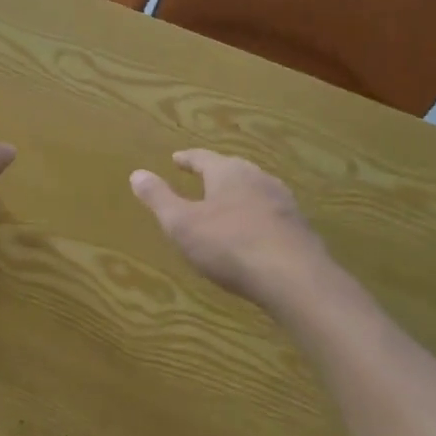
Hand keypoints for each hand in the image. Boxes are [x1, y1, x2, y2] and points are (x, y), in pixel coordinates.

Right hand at [130, 150, 330, 300]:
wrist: (294, 278)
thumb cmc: (228, 245)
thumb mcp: (181, 223)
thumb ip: (158, 198)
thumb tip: (136, 173)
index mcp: (228, 173)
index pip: (203, 158)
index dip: (187, 159)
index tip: (176, 158)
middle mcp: (258, 178)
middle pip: (233, 169)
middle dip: (216, 172)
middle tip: (202, 176)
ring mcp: (283, 202)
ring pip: (255, 189)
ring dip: (239, 193)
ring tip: (226, 202)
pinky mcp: (299, 227)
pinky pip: (271, 213)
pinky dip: (256, 215)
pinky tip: (253, 230)